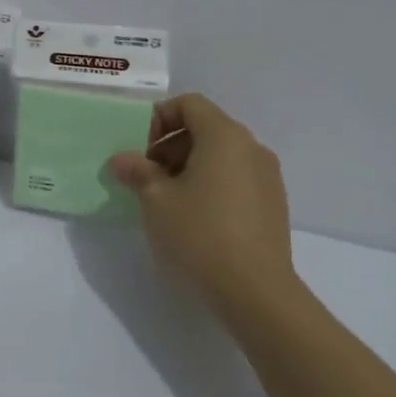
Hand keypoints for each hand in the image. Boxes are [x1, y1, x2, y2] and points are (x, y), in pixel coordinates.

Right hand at [108, 93, 296, 314]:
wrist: (256, 292)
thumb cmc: (201, 234)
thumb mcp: (156, 199)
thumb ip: (137, 171)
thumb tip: (122, 159)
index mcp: (224, 136)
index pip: (189, 104)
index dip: (159, 118)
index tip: (140, 149)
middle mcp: (251, 147)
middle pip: (205, 128)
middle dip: (170, 146)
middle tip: (146, 177)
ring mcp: (267, 177)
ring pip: (220, 155)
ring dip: (188, 167)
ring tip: (166, 200)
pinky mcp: (273, 205)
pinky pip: (235, 178)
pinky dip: (211, 184)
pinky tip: (194, 218)